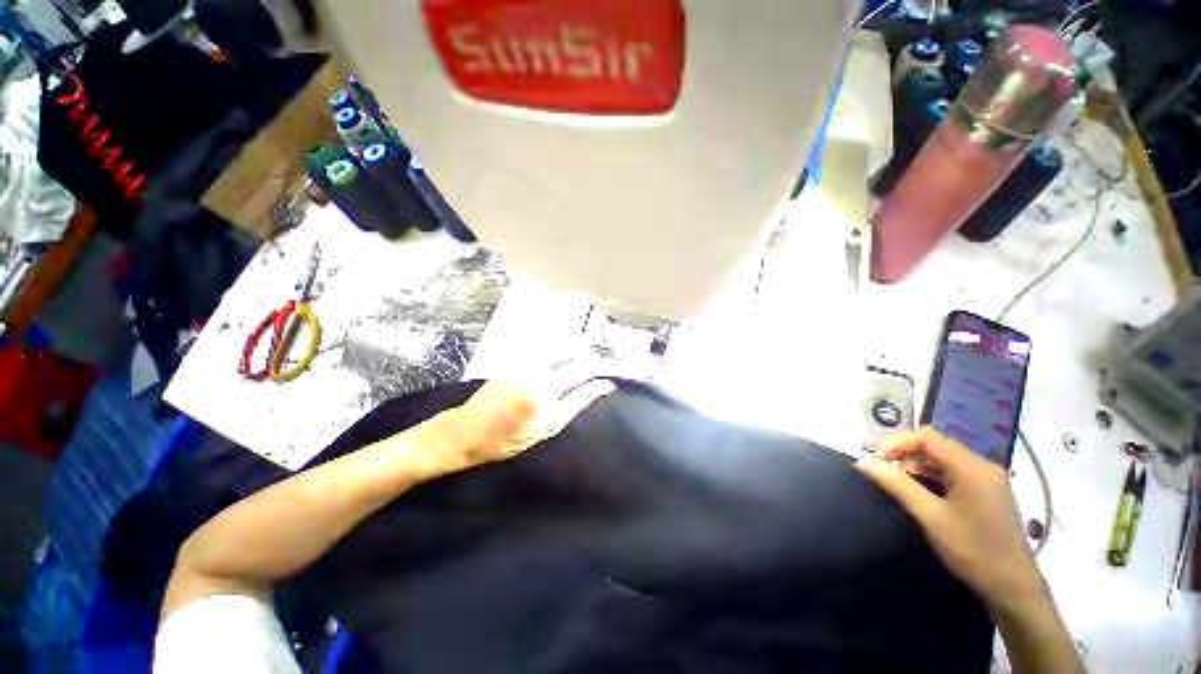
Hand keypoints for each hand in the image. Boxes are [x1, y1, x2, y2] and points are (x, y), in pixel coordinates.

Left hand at [428, 360, 616, 475]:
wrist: (463, 431)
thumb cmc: (505, 439)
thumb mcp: (546, 429)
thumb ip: (575, 402)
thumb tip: (601, 386)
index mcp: (544, 388)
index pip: (583, 369)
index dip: (603, 370)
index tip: (613, 377)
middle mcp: (536, 367)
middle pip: (574, 353)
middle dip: (592, 361)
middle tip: (603, 371)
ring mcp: (524, 359)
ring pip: (561, 348)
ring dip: (577, 355)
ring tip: (585, 370)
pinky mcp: (515, 358)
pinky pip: (546, 350)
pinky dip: (560, 355)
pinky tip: (563, 365)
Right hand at [855, 428, 1047, 611]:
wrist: (1014, 588)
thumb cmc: (973, 551)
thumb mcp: (931, 517)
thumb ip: (897, 485)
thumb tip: (863, 462)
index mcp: (972, 467)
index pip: (927, 437)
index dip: (896, 443)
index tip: (877, 462)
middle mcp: (983, 466)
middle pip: (936, 445)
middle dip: (905, 454)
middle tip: (884, 473)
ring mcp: (989, 479)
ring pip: (944, 459)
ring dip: (917, 466)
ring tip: (900, 485)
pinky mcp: (989, 492)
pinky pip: (954, 472)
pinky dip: (933, 476)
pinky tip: (924, 495)